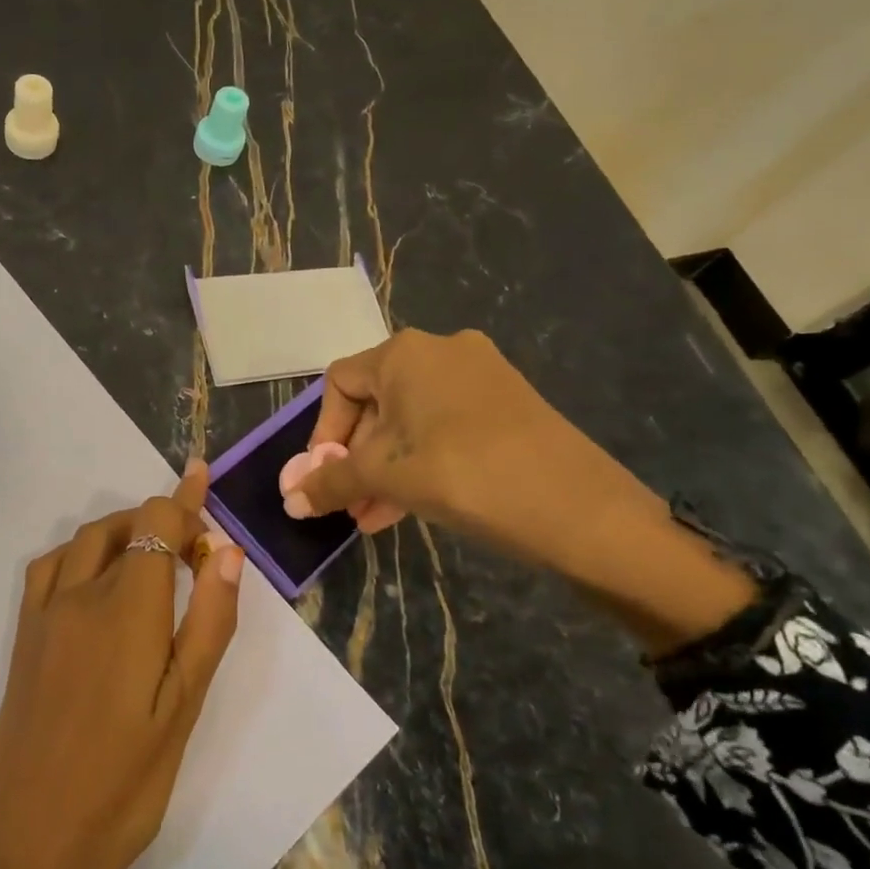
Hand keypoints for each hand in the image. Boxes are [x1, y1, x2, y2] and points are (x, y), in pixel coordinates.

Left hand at [0, 461, 243, 868]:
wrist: (29, 850)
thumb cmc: (124, 786)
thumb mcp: (184, 709)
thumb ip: (208, 623)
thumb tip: (225, 552)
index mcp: (126, 608)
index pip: (155, 523)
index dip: (183, 497)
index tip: (203, 478)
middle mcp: (78, 596)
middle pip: (119, 526)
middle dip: (158, 519)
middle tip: (193, 549)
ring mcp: (42, 616)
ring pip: (83, 543)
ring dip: (119, 532)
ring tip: (152, 557)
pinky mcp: (23, 640)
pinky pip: (47, 569)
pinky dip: (79, 554)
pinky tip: (96, 582)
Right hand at [286, 329, 648, 565]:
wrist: (581, 507)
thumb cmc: (466, 475)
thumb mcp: (388, 478)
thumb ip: (332, 482)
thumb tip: (288, 498)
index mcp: (405, 353)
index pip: (340, 383)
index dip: (323, 432)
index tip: (323, 476)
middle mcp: (441, 351)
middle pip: (375, 402)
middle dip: (355, 458)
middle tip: (347, 503)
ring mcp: (479, 376)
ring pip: (410, 421)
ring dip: (385, 468)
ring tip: (372, 517)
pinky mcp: (506, 404)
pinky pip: (444, 428)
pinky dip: (420, 461)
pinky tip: (409, 506)